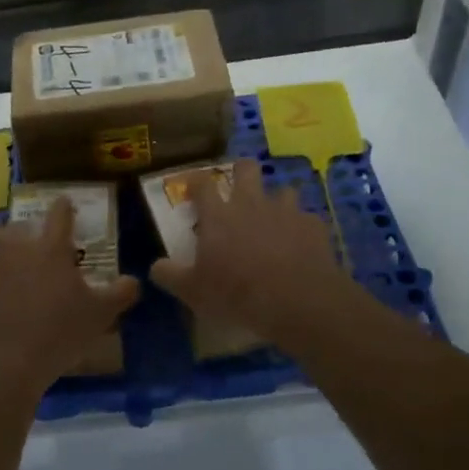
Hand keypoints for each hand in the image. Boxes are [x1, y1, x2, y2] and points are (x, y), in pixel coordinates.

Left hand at [0, 198, 138, 398]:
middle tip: (34, 247)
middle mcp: (16, 249)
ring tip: (12, 277)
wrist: (4, 362)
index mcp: (50, 248)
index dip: (64, 207)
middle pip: (16, 228)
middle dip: (24, 233)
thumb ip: (120, 293)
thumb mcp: (100, 315)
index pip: (60, 215)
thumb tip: (132, 280)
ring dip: (3, 258)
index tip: (65, 203)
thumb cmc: (58, 332)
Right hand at [149, 160, 350, 344]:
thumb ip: (170, 275)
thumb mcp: (193, 292)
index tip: (191, 186)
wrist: (297, 301)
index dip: (195, 181)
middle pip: (246, 169)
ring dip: (275, 201)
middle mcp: (251, 203)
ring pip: (282, 190)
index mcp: (218, 215)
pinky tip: (299, 244)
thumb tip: (156, 266)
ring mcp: (286, 211)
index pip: (201, 184)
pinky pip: (305, 218)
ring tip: (273, 219)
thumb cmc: (237, 293)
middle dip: (240, 172)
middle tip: (237, 189)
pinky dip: (299, 227)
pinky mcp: (313, 225)